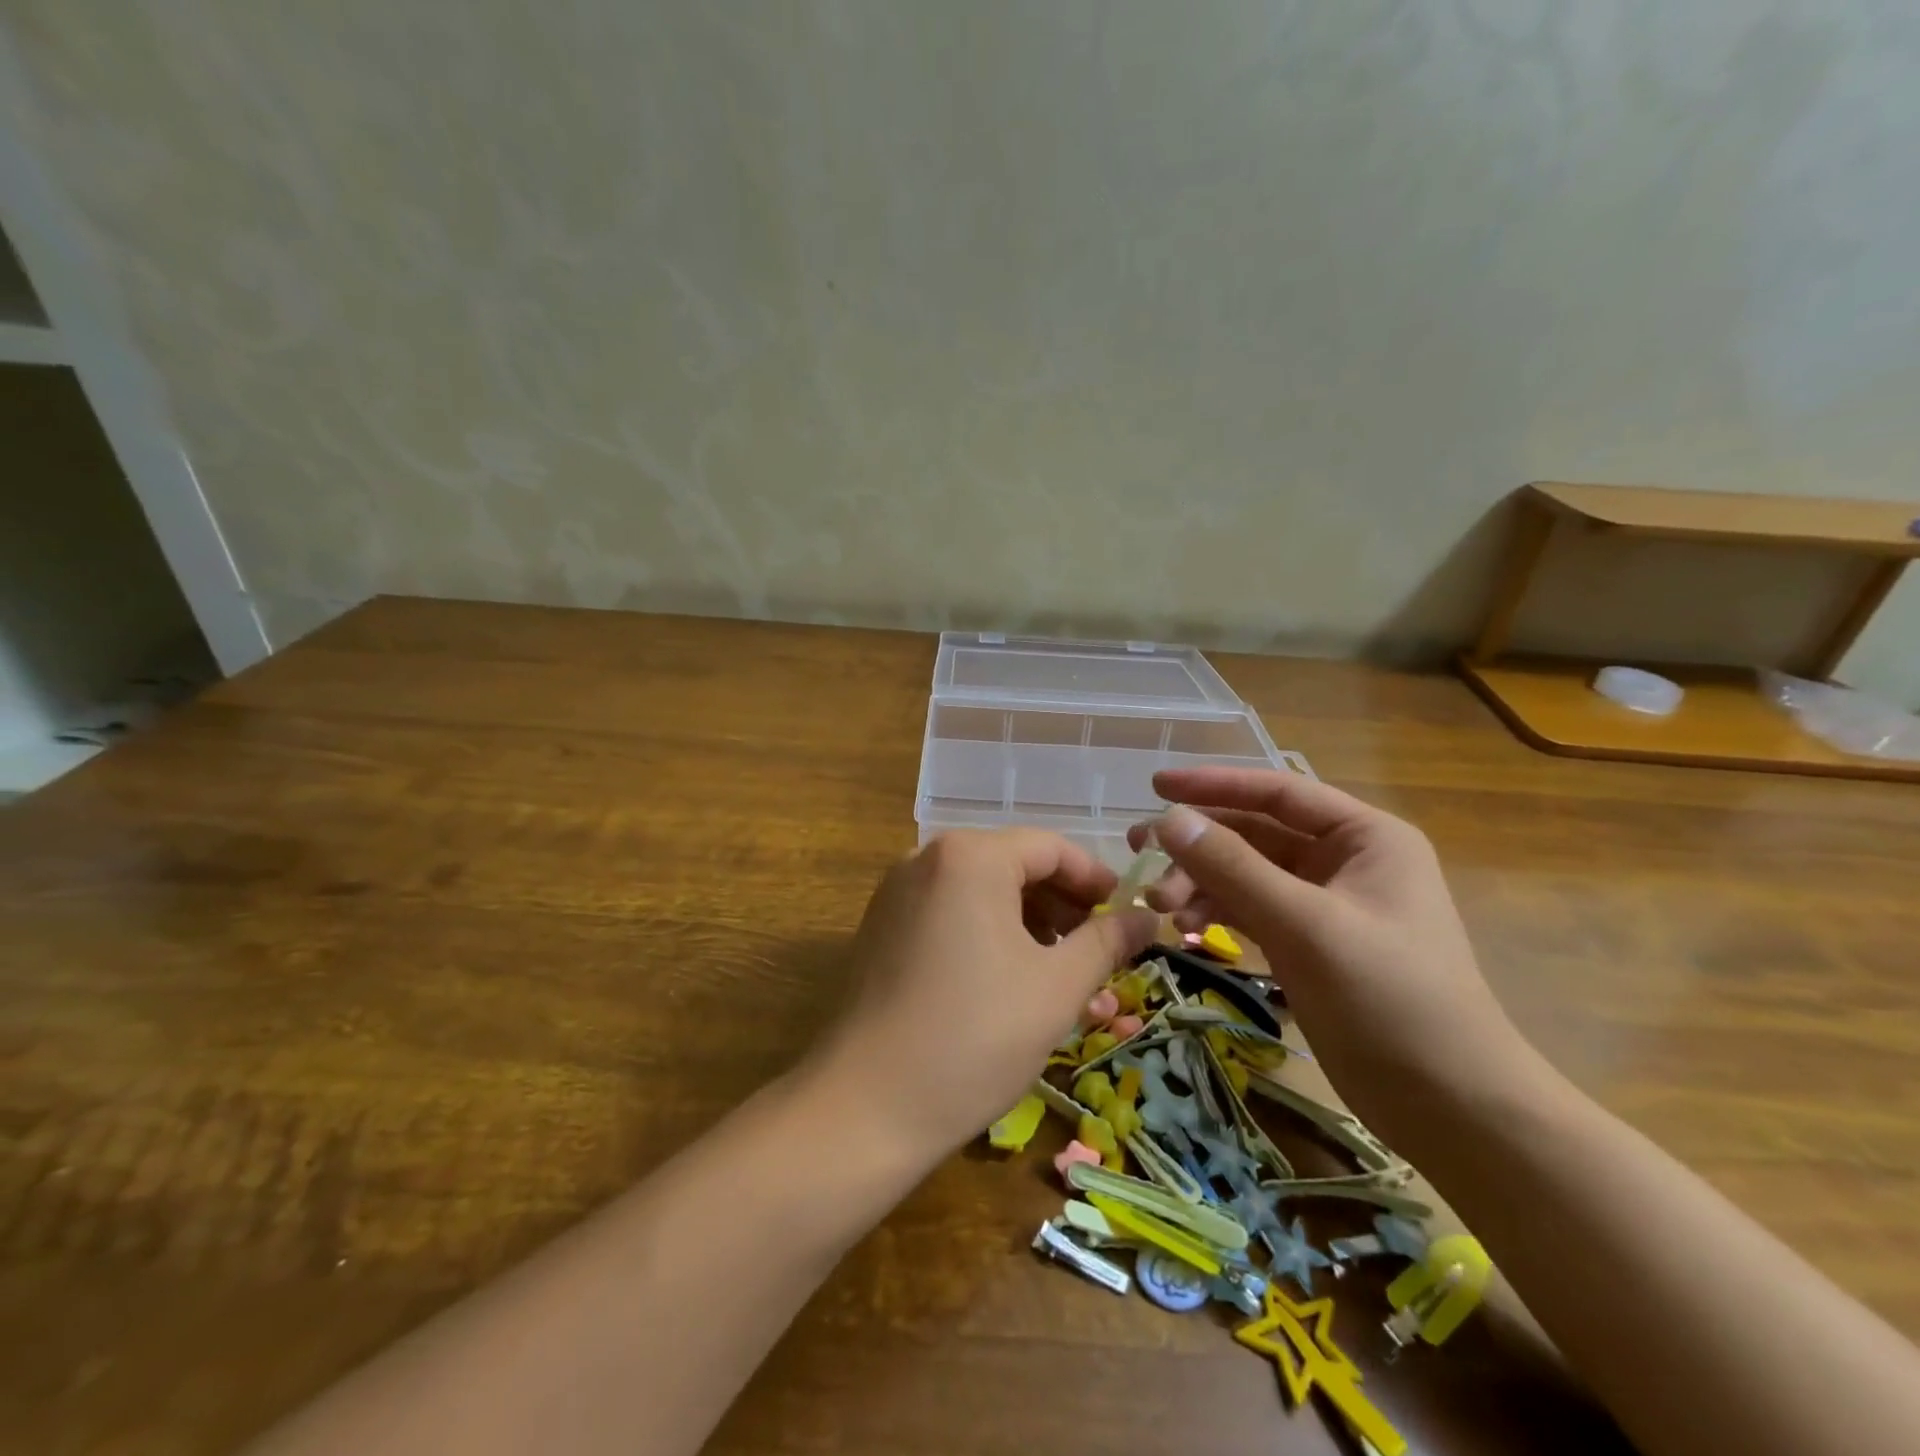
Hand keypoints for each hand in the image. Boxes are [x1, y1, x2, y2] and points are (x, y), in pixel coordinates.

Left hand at [806, 831, 1159, 1155]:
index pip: (1049, 847)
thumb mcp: (1057, 987)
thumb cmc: (976, 1036)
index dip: (1095, 879)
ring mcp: (896, 892)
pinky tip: (1007, 978)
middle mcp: (926, 858)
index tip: (1126, 914)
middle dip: (1061, 904)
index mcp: (969, 857)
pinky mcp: (880, 927)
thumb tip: (1148, 917)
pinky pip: (948, 912)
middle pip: (1012, 864)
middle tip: (1097, 949)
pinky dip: (986, 932)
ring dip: (1027, 922)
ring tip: (1059, 971)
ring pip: (980, 891)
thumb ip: (1107, 941)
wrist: (867, 1105)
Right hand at [1131, 768, 1536, 1145]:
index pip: (1278, 792)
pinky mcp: (1309, 944)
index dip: (1214, 784)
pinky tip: (1182, 926)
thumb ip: (1233, 868)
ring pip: (1246, 875)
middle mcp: (1344, 861)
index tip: (1156, 786)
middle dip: (1198, 843)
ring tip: (1157, 903)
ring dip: (1200, 883)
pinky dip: (1216, 913)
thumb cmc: (1390, 1000)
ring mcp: (1325, 905)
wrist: (1451, 1108)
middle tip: (1139, 852)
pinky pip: (1250, 911)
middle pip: (1255, 834)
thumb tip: (1168, 820)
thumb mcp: (1306, 925)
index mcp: (1365, 837)